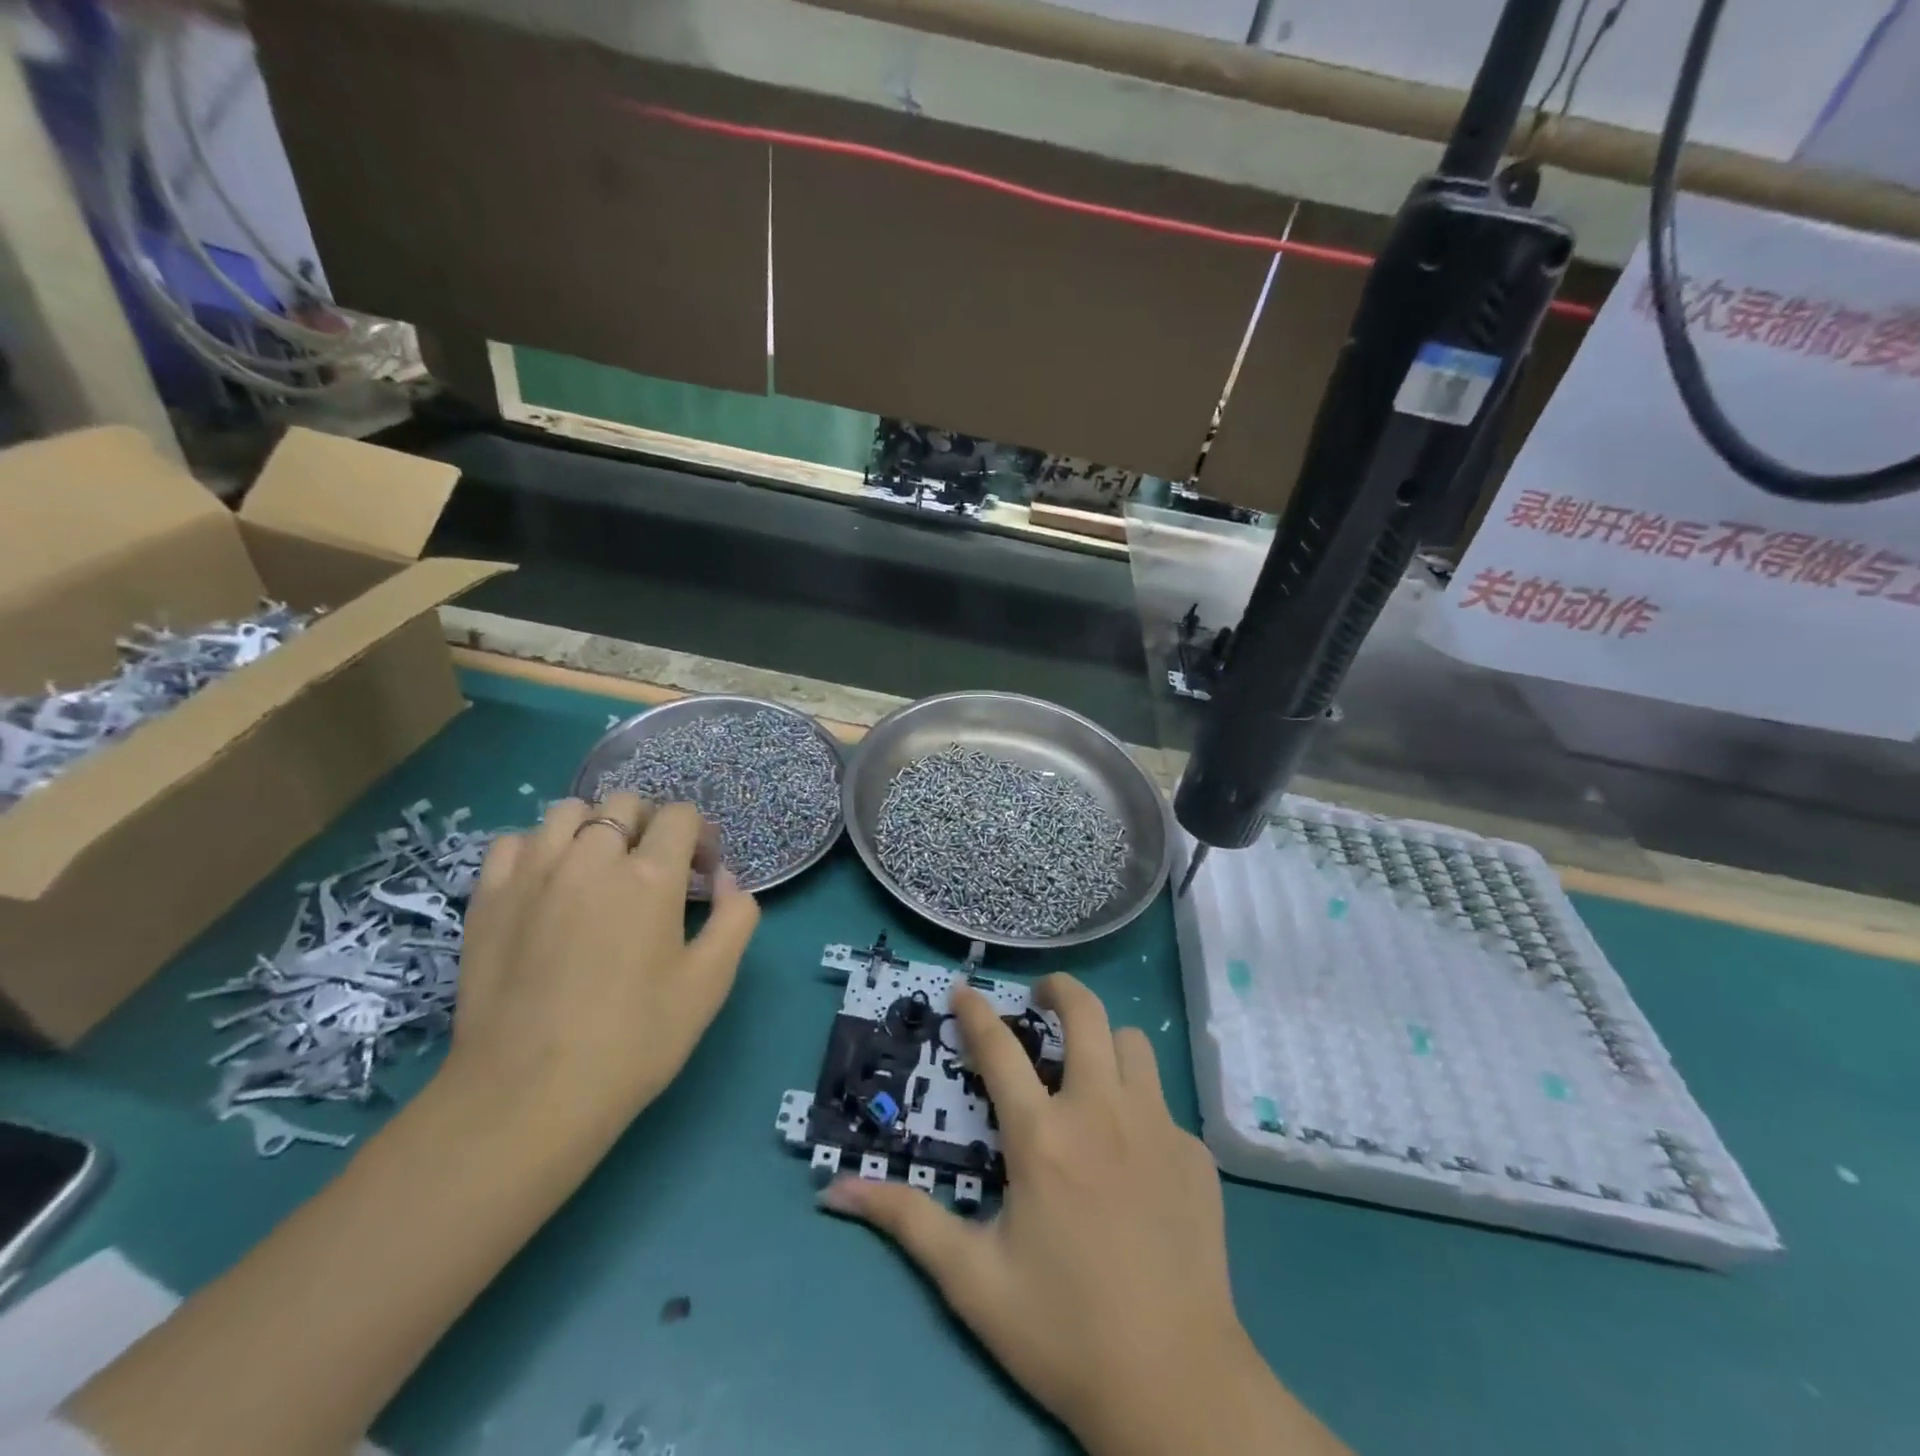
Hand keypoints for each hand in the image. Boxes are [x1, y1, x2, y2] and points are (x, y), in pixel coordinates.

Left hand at [442, 792, 758, 1153]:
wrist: (528, 1095)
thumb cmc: (634, 1040)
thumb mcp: (711, 982)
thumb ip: (735, 917)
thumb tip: (726, 879)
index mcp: (651, 876)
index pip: (681, 816)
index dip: (700, 837)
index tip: (701, 875)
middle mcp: (592, 858)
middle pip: (625, 803)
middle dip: (651, 825)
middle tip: (654, 871)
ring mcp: (533, 872)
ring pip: (568, 811)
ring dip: (594, 828)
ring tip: (598, 869)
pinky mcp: (489, 897)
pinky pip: (515, 841)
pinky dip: (539, 848)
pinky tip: (548, 883)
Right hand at [822, 976, 1337, 1454]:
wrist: (1176, 1385)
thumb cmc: (1064, 1330)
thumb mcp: (971, 1281)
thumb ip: (906, 1222)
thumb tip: (832, 1192)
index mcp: (1042, 1137)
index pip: (999, 1048)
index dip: (975, 1011)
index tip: (962, 989)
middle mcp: (1102, 1112)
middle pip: (1085, 1013)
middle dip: (1058, 988)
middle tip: (1040, 995)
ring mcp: (1157, 1127)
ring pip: (1133, 1045)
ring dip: (1105, 1042)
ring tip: (1087, 1069)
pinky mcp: (1195, 1153)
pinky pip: (1163, 1103)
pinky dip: (1139, 1106)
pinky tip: (1131, 1153)